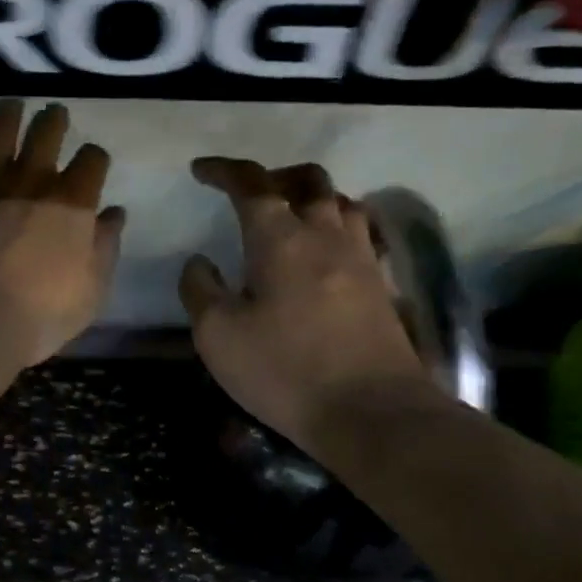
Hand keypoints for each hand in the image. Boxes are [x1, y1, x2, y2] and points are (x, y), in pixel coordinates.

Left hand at [0, 99, 124, 370]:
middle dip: (54, 121)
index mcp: (72, 205)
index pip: (92, 162)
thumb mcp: (91, 292)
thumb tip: (114, 213)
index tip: (93, 163)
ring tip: (12, 102)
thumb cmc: (39, 317)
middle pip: (46, 135)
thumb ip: (105, 248)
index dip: (95, 158)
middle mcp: (31, 184)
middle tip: (54, 114)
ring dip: (8, 114)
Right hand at [180, 158, 428, 449]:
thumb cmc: (284, 370)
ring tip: (290, 218)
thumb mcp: (218, 335)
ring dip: (312, 198)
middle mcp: (325, 235)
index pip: (251, 185)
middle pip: (307, 180)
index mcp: (280, 238)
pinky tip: (326, 254)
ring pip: (340, 202)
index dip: (223, 171)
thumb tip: (199, 262)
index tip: (200, 170)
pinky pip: (360, 234)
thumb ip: (200, 290)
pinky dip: (337, 228)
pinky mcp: (381, 285)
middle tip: (251, 194)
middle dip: (274, 176)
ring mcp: (361, 258)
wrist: (371, 411)